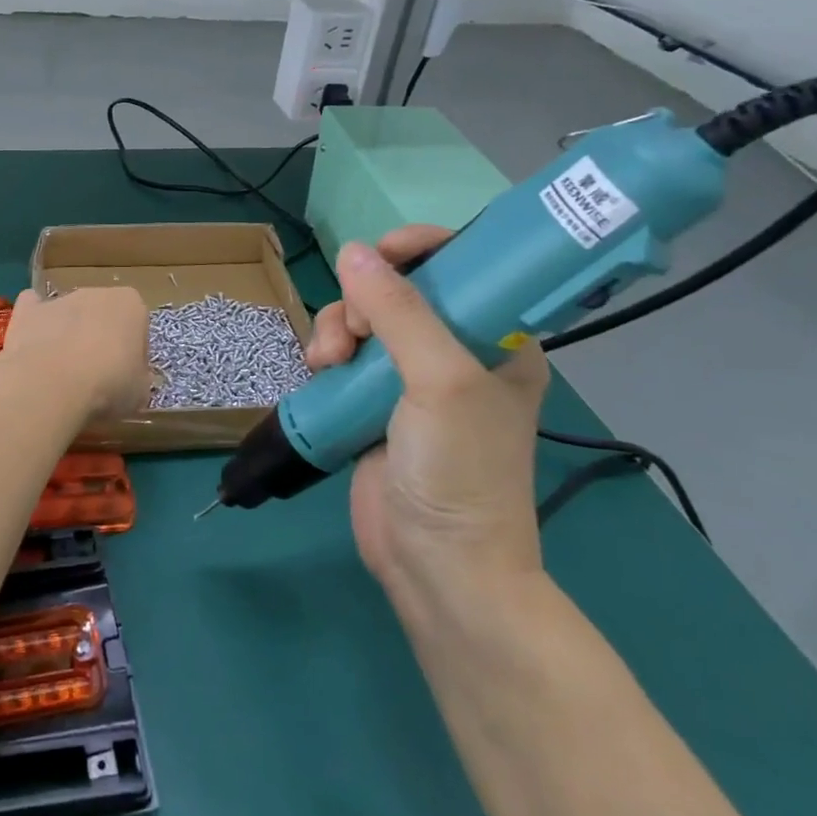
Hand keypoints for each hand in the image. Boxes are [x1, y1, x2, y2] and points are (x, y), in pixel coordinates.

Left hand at [1, 287, 150, 420]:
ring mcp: (59, 299)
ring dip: (68, 335)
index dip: (133, 354)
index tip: (126, 378)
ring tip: (62, 374)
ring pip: (69, 314)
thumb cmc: (108, 385)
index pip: (138, 327)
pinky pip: (33, 309)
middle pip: (102, 316)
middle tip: (96, 378)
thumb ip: (138, 377)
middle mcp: (96, 293)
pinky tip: (34, 348)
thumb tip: (130, 379)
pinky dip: (34, 324)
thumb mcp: (141, 392)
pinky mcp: (26, 311)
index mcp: (130, 305)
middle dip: (100, 340)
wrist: (51, 386)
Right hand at [306, 228, 549, 608]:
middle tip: (355, 332)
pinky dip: (327, 355)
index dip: (423, 249)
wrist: (437, 566)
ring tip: (326, 362)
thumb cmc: (460, 469)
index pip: (465, 267)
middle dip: (365, 299)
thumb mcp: (440, 380)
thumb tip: (353, 251)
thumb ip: (399, 311)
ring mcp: (411, 379)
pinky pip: (344, 355)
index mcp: (497, 340)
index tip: (382, 252)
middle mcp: (456, 352)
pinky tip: (320, 373)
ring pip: (362, 320)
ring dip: (338, 328)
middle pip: (399, 289)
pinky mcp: (373, 404)